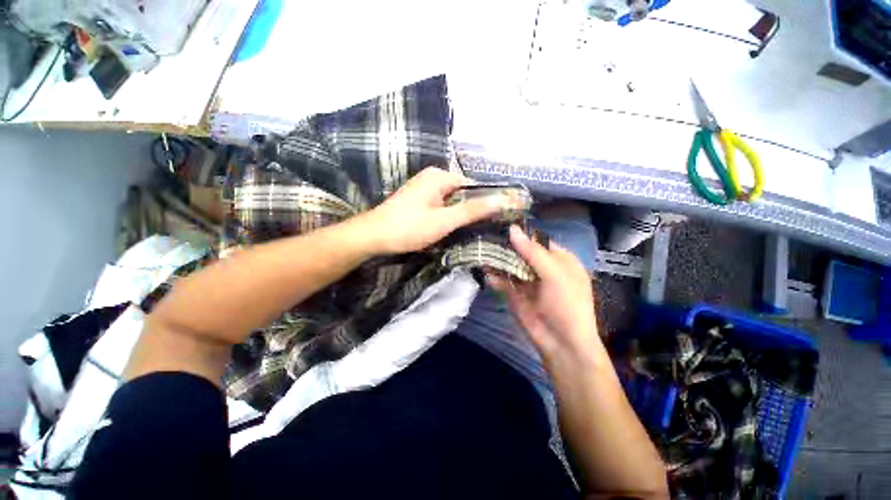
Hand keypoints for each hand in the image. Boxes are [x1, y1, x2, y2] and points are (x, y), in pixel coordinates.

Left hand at [361, 167, 504, 253]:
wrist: (373, 237)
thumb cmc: (409, 228)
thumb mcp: (444, 220)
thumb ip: (472, 210)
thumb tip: (502, 200)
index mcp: (439, 176)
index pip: (472, 185)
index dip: (485, 200)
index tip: (495, 218)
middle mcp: (432, 177)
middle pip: (462, 192)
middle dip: (472, 208)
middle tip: (482, 228)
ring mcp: (423, 188)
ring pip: (451, 200)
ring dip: (459, 213)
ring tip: (468, 230)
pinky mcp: (418, 200)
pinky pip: (441, 204)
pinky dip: (447, 215)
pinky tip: (450, 228)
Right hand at [488, 225, 602, 364]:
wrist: (561, 343)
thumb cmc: (567, 304)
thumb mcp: (554, 274)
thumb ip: (532, 251)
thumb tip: (512, 229)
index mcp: (558, 258)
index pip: (535, 239)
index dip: (519, 233)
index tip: (498, 225)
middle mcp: (541, 266)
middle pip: (519, 251)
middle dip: (503, 246)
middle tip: (484, 236)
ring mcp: (526, 280)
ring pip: (508, 265)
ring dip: (495, 260)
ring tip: (479, 250)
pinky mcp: (514, 293)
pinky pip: (502, 281)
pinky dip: (493, 276)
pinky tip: (484, 271)